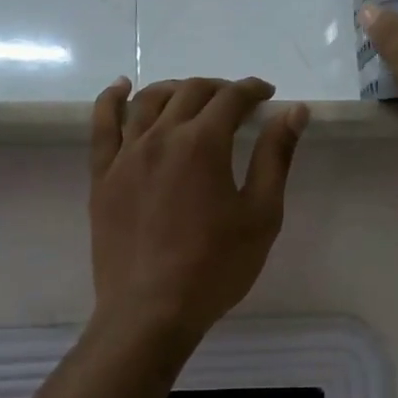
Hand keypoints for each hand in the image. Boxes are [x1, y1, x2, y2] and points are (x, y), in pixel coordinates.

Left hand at [88, 76, 308, 339]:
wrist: (151, 310)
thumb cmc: (215, 266)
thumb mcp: (261, 214)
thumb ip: (276, 156)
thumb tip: (294, 111)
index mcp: (203, 144)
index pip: (232, 98)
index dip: (253, 90)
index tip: (267, 96)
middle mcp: (161, 137)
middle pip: (191, 93)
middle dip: (220, 89)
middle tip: (237, 103)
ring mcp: (126, 155)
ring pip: (148, 101)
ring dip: (175, 89)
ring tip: (192, 96)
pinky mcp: (103, 176)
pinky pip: (102, 125)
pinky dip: (111, 99)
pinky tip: (121, 87)